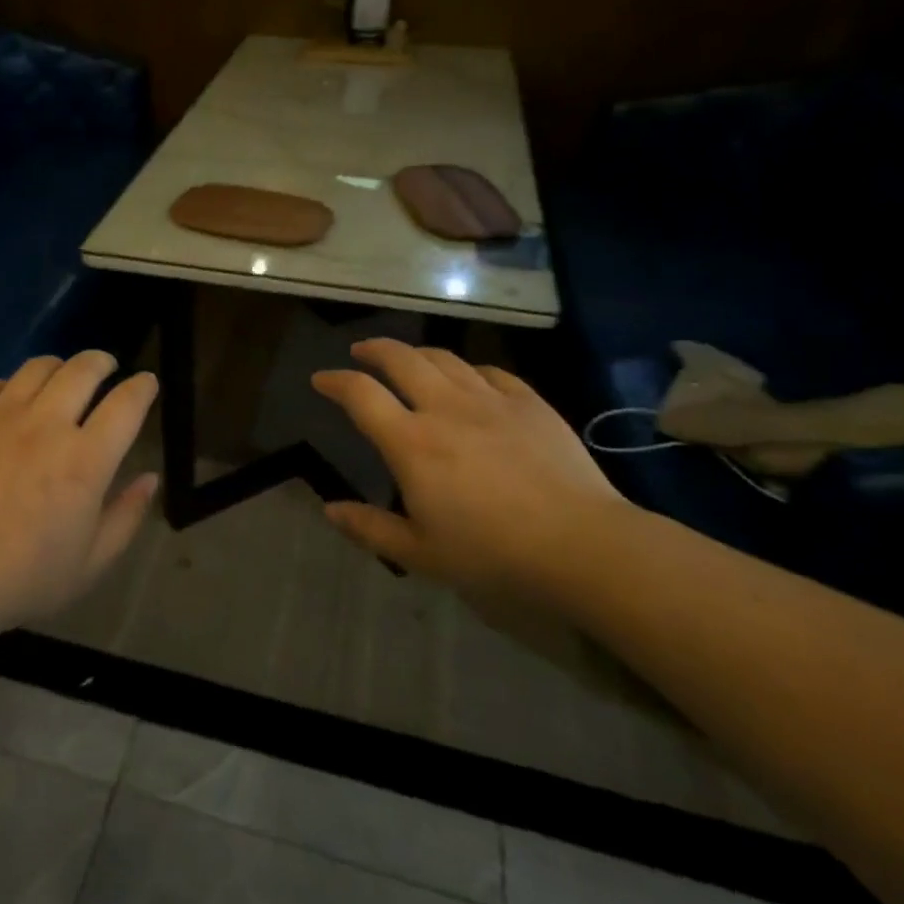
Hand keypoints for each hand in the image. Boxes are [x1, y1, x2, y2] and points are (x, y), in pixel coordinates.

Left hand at [0, 351, 159, 634]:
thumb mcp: (90, 564)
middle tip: (105, 368)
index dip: (143, 387)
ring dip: (59, 367)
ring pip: (37, 368)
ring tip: (59, 379)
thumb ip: (126, 516)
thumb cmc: (19, 581)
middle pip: (83, 369)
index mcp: (85, 461)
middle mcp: (45, 425)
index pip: (126, 404)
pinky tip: (7, 402)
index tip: (146, 383)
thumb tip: (149, 478)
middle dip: (102, 362)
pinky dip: (9, 386)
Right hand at [311, 339, 630, 602]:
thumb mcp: (421, 553)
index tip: (321, 380)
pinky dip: (468, 369)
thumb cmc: (493, 554)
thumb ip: (370, 528)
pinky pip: (489, 372)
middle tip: (361, 351)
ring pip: (444, 358)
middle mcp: (444, 408)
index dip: (335, 381)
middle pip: (400, 359)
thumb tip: (329, 509)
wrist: (581, 545)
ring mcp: (490, 400)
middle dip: (374, 349)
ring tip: (408, 359)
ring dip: (417, 353)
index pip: (360, 394)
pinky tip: (468, 378)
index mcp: (411, 442)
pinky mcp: (529, 403)